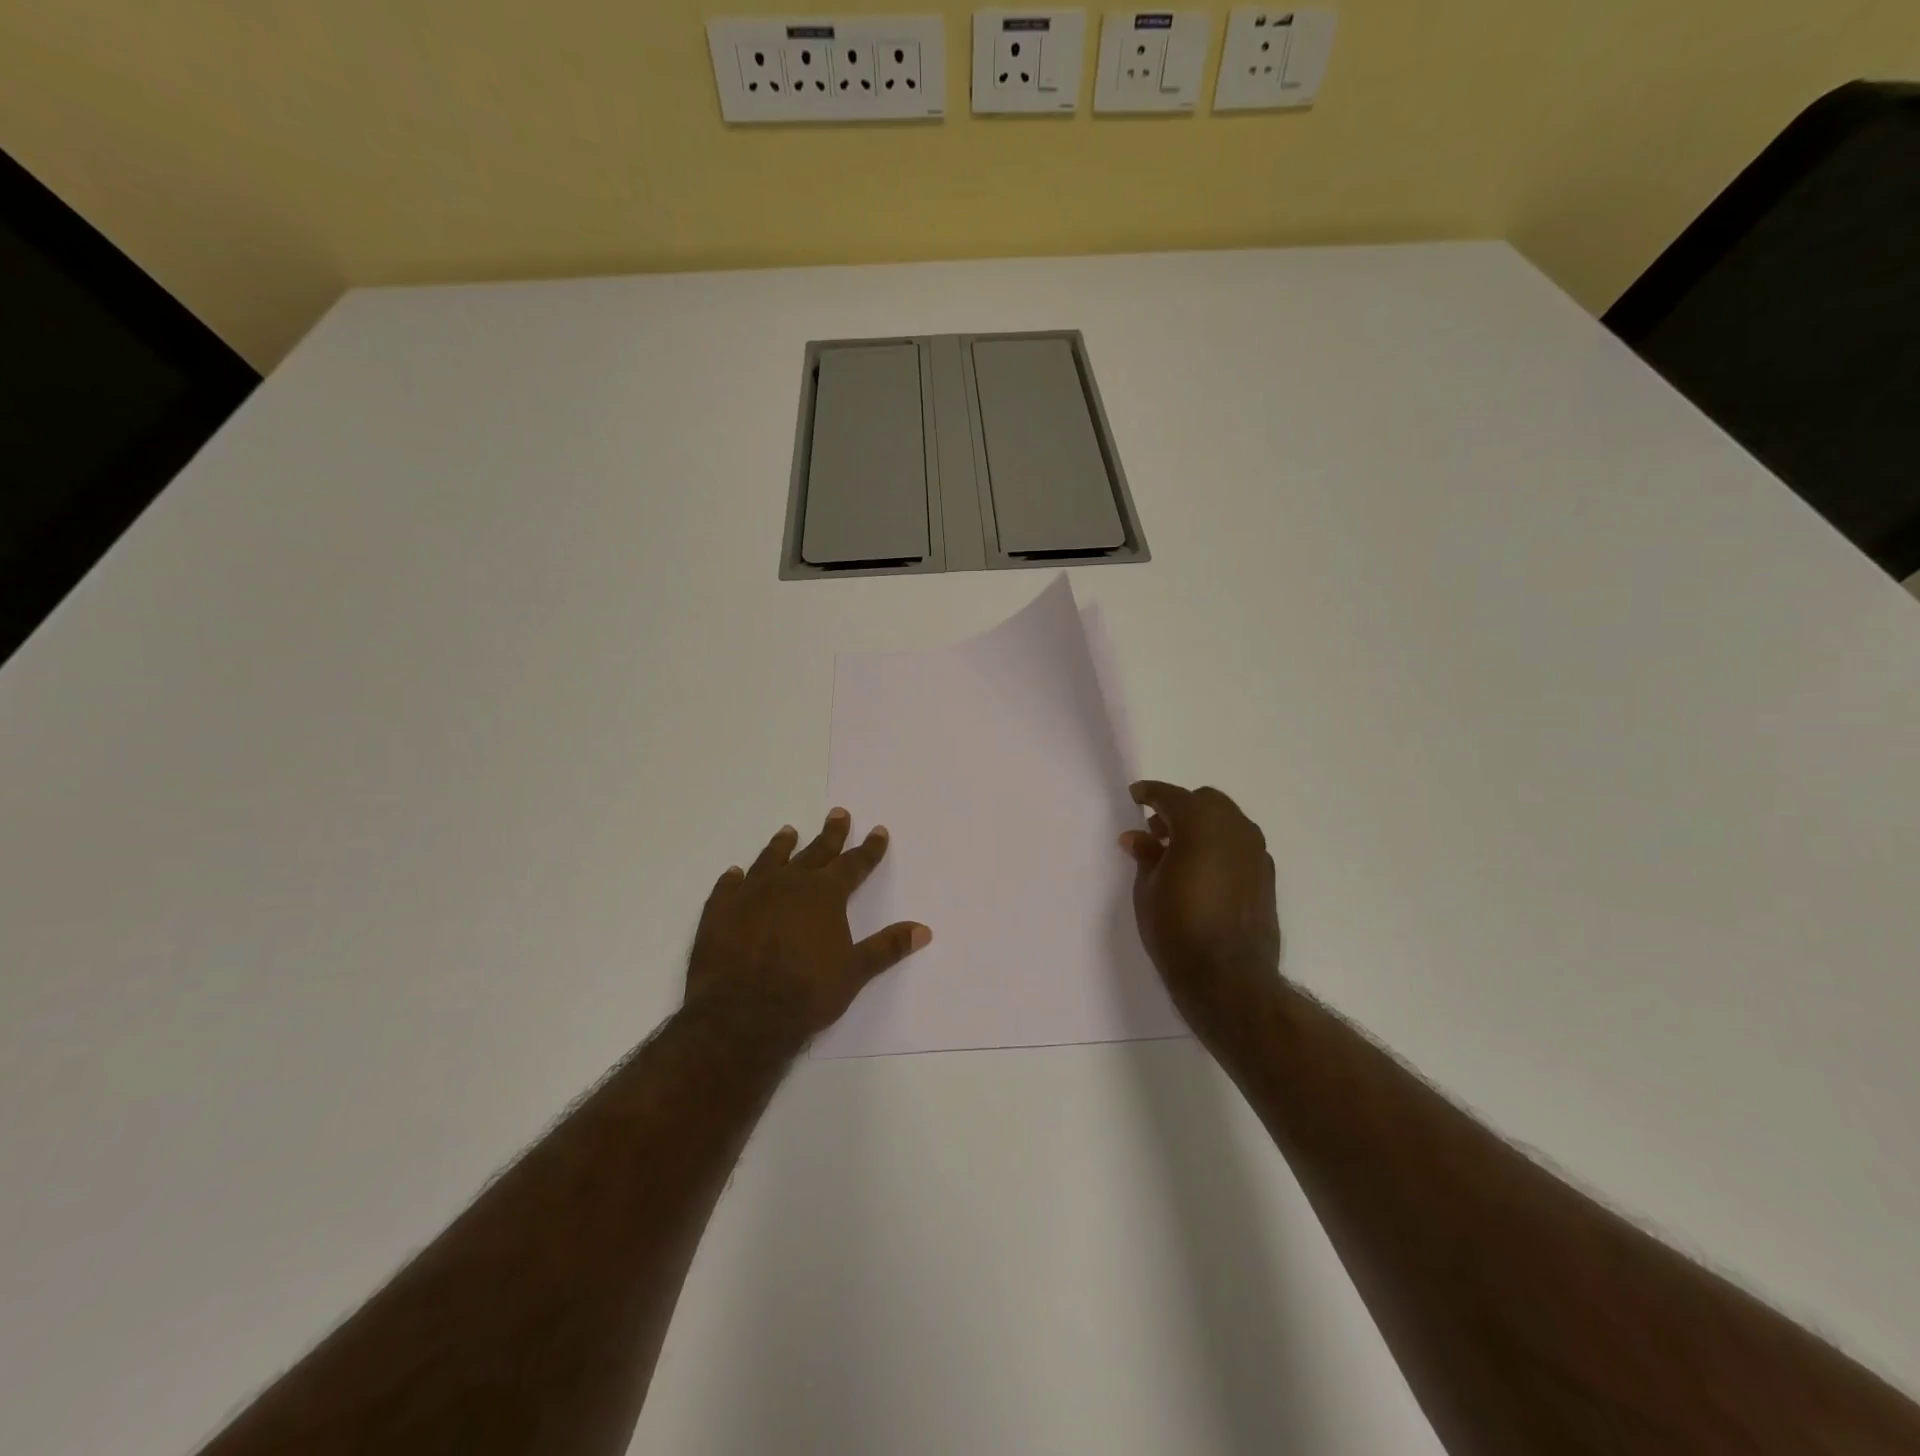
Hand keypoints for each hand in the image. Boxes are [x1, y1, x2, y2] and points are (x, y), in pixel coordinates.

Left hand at [687, 809, 930, 1040]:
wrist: (741, 1015)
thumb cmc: (806, 993)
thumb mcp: (855, 972)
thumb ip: (888, 947)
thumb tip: (924, 929)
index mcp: (824, 894)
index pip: (854, 864)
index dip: (869, 849)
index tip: (878, 830)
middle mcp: (789, 884)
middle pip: (815, 852)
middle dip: (831, 834)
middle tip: (838, 814)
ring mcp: (751, 894)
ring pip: (770, 860)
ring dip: (782, 845)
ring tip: (788, 831)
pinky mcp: (719, 912)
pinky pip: (728, 887)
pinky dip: (733, 878)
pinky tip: (735, 872)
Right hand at [1120, 781, 1281, 1032]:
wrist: (1227, 976)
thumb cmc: (1176, 927)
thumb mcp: (1147, 888)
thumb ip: (1145, 854)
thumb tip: (1137, 837)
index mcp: (1200, 822)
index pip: (1170, 796)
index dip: (1149, 793)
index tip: (1135, 796)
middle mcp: (1234, 828)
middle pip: (1204, 802)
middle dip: (1180, 809)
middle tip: (1156, 831)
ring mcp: (1256, 851)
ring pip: (1226, 822)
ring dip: (1203, 827)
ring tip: (1179, 853)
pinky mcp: (1267, 875)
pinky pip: (1239, 846)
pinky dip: (1220, 846)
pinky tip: (1204, 872)